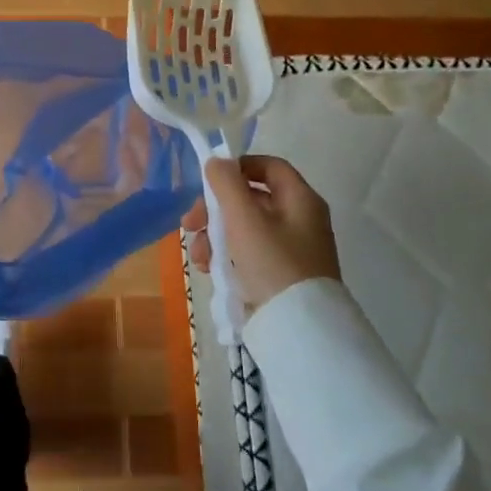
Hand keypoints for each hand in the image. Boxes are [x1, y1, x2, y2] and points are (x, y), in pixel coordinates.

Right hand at [182, 154, 340, 312]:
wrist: (300, 329)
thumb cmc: (272, 263)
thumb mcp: (244, 219)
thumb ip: (226, 185)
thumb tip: (217, 161)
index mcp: (300, 199)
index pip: (269, 167)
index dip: (238, 168)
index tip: (209, 181)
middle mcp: (300, 219)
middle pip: (251, 199)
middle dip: (215, 210)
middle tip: (189, 224)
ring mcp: (291, 249)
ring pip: (245, 229)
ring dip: (214, 236)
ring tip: (197, 257)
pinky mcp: (281, 275)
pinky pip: (249, 254)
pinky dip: (227, 257)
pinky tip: (210, 270)